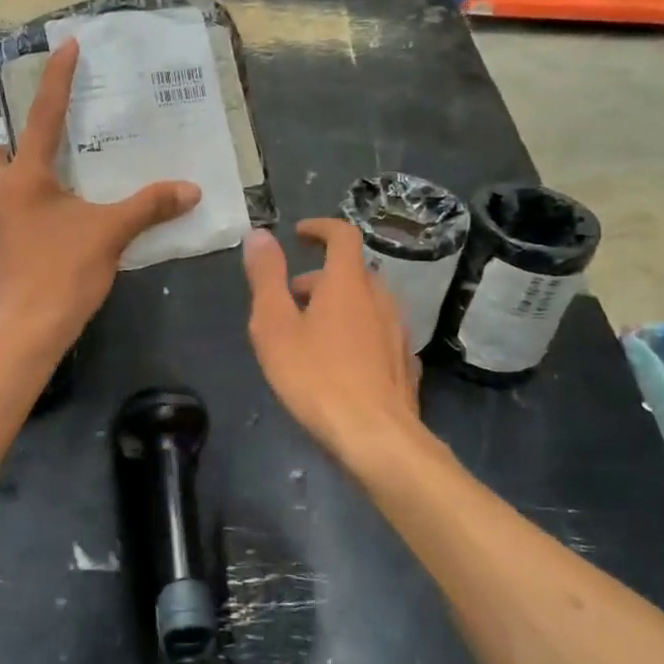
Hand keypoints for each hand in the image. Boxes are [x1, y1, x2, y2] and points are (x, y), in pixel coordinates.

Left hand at [0, 40, 200, 356]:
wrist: (26, 331)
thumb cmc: (63, 273)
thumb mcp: (111, 234)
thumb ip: (149, 206)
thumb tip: (191, 189)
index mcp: (25, 176)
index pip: (43, 114)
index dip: (57, 78)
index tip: (67, 45)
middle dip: (19, 143)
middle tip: (55, 151)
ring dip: (18, 174)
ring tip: (58, 185)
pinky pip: (2, 208)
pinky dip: (21, 202)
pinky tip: (51, 221)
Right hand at [243, 219, 422, 460]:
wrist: (375, 436)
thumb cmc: (316, 376)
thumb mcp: (274, 325)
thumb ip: (266, 277)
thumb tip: (259, 234)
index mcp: (347, 283)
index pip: (342, 235)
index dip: (320, 228)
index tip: (299, 234)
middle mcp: (380, 298)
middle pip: (353, 272)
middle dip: (321, 276)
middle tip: (292, 297)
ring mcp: (398, 331)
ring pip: (367, 302)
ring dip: (339, 304)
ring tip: (312, 332)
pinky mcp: (405, 362)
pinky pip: (378, 332)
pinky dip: (357, 331)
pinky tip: (341, 361)